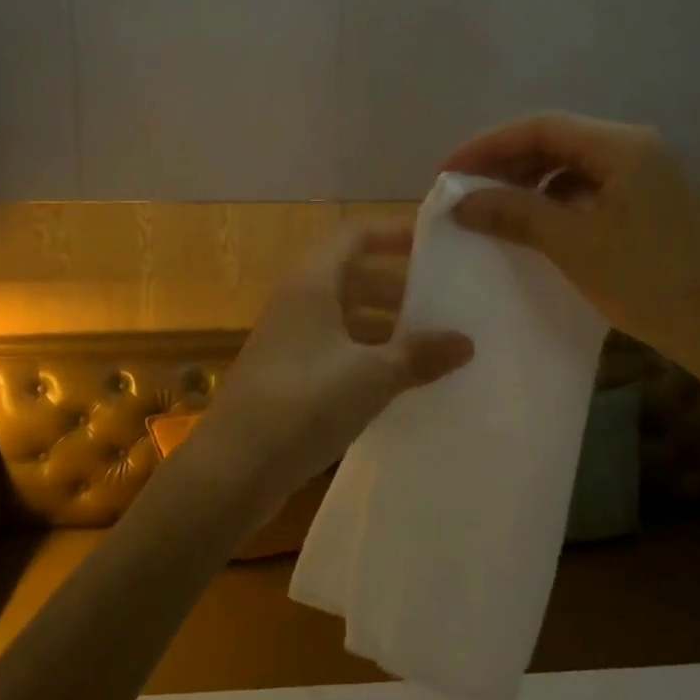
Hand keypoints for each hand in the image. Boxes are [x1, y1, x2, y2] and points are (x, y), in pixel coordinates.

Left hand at [193, 223, 473, 509]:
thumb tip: (465, 342)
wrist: (234, 468)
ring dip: (386, 324)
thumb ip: (419, 355)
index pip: (355, 234)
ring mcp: (291, 339)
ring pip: (346, 316)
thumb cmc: (303, 404)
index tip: (437, 244)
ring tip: (433, 344)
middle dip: (398, 285)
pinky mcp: (290, 374)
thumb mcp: (371, 377)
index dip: (394, 231)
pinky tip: (400, 380)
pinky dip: (368, 355)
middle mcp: (298, 302)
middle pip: (353, 275)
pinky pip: (337, 349)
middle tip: (445, 301)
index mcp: (312, 283)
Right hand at [442, 112, 699, 373]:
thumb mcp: (574, 244)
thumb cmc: (651, 281)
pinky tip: (539, 226)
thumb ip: (514, 214)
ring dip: (531, 182)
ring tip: (494, 208)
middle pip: (559, 141)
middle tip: (465, 190)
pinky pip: (594, 190)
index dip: (487, 145)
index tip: (447, 172)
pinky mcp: (657, 206)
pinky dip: (559, 202)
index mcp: (623, 146)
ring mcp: (652, 177)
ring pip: (576, 166)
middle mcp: (639, 149)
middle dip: (506, 162)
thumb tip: (461, 201)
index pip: (541, 127)